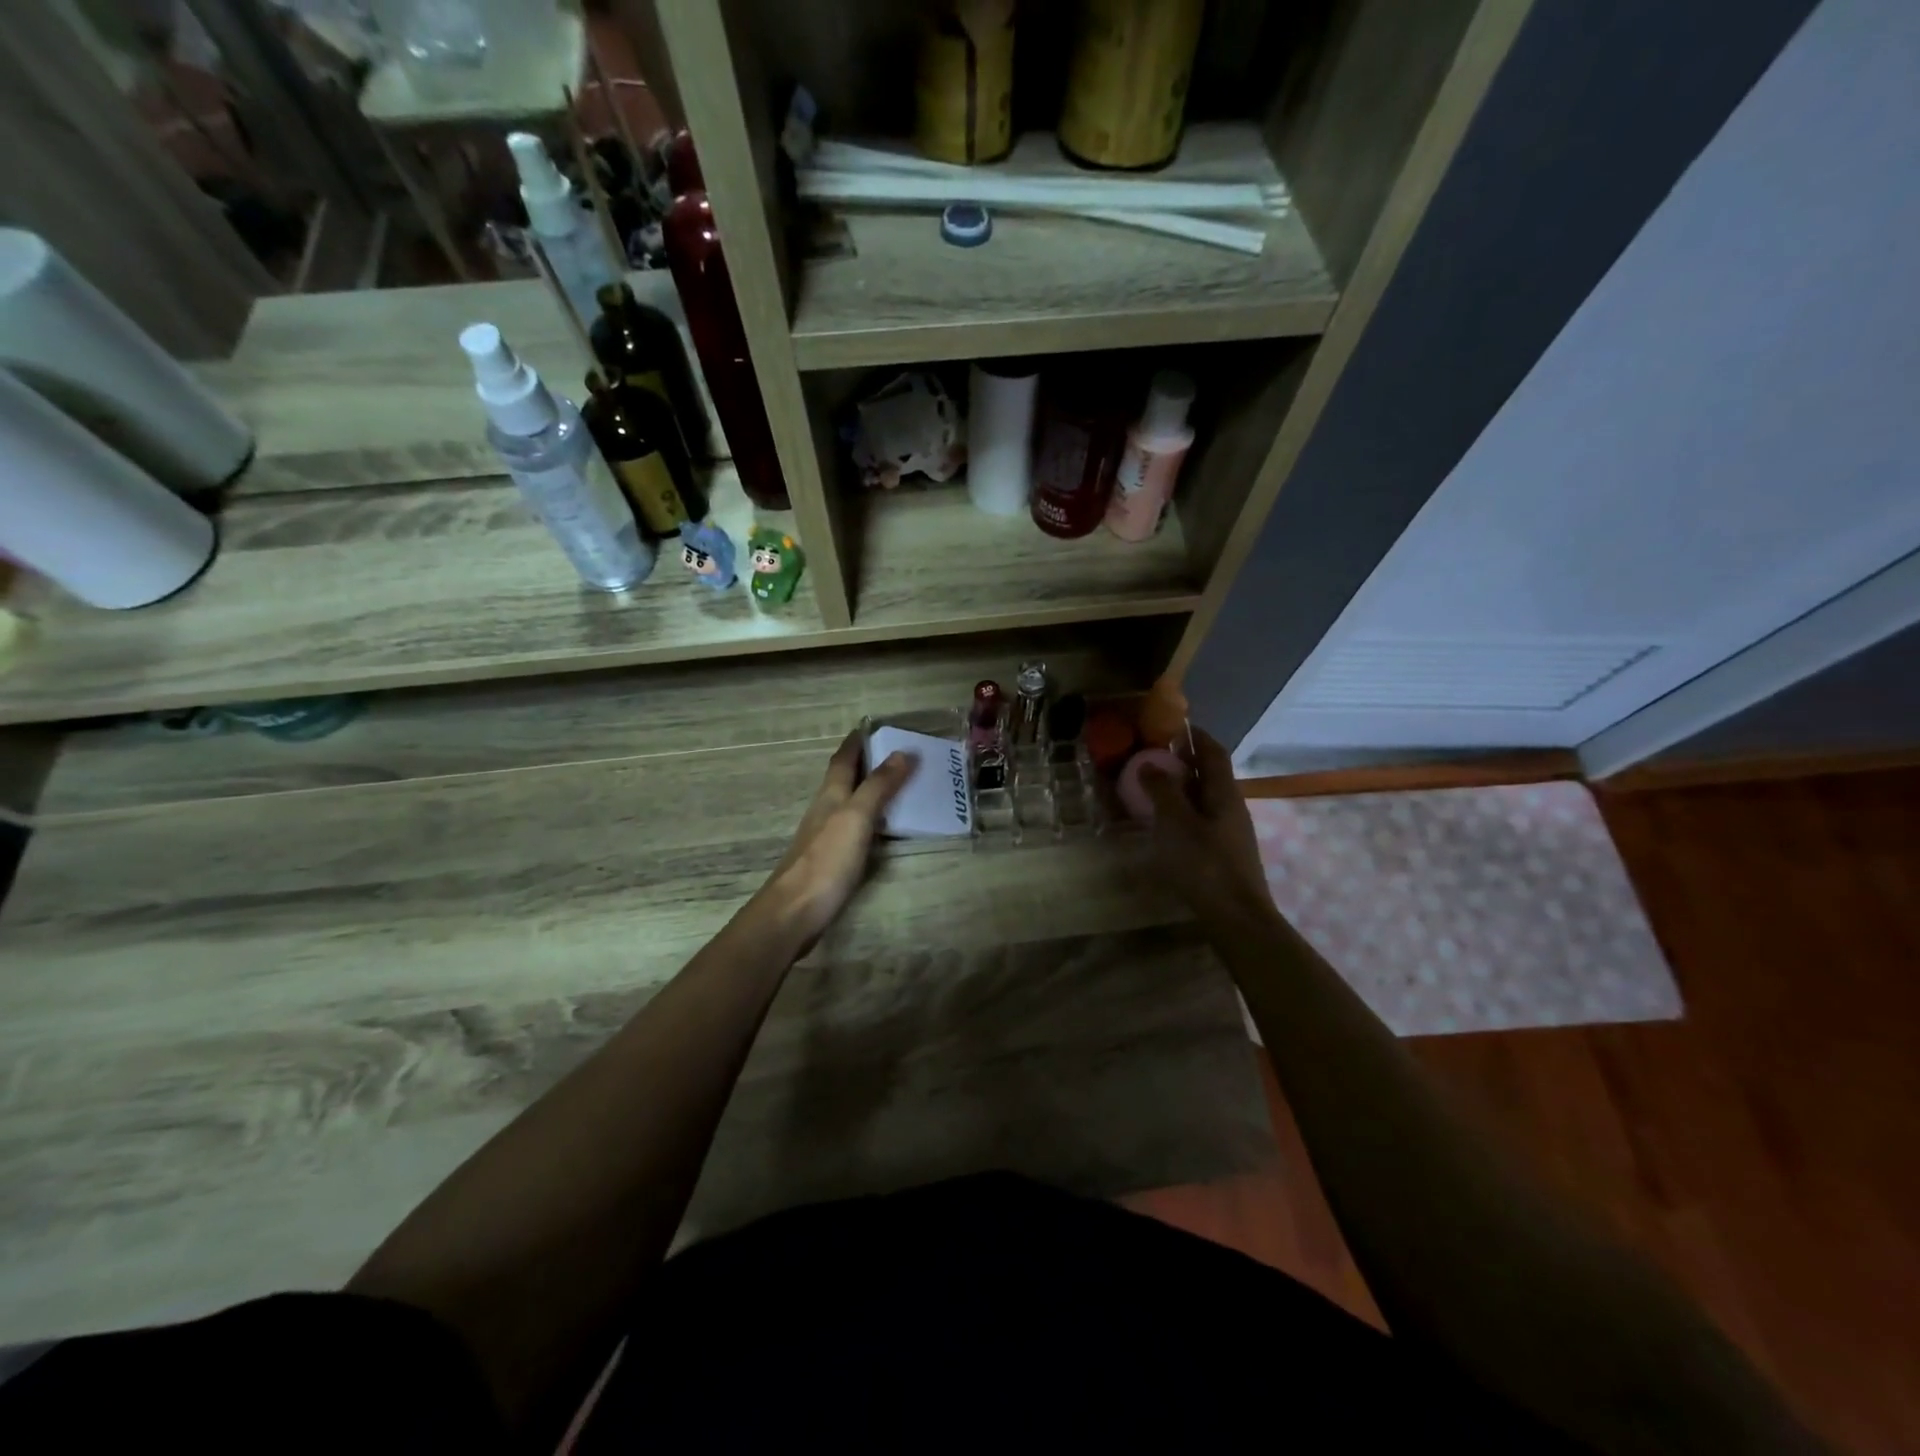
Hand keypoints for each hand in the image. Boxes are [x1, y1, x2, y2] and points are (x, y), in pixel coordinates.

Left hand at [754, 732, 914, 950]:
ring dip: (869, 791)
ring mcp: (825, 837)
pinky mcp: (831, 860)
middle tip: (895, 753)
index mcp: (830, 795)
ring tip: (898, 786)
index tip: (872, 726)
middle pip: (844, 779)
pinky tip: (883, 829)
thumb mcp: (856, 817)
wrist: (795, 912)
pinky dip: (870, 819)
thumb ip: (878, 786)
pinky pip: (854, 828)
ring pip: (848, 804)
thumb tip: (902, 752)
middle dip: (865, 763)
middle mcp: (825, 811)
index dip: (856, 742)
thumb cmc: (826, 860)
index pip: (843, 760)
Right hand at [1139, 728, 1270, 919]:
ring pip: (1206, 799)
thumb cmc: (1204, 864)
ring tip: (1153, 789)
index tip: (1172, 726)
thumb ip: (1162, 791)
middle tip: (1154, 757)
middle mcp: (1232, 807)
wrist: (1237, 918)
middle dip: (1185, 761)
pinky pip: (1202, 820)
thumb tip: (1150, 763)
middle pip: (1211, 775)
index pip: (1213, 752)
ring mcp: (1231, 832)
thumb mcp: (1176, 823)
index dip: (1195, 735)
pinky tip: (1166, 825)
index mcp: (1224, 793)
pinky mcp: (1224, 854)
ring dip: (1183, 788)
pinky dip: (1184, 812)